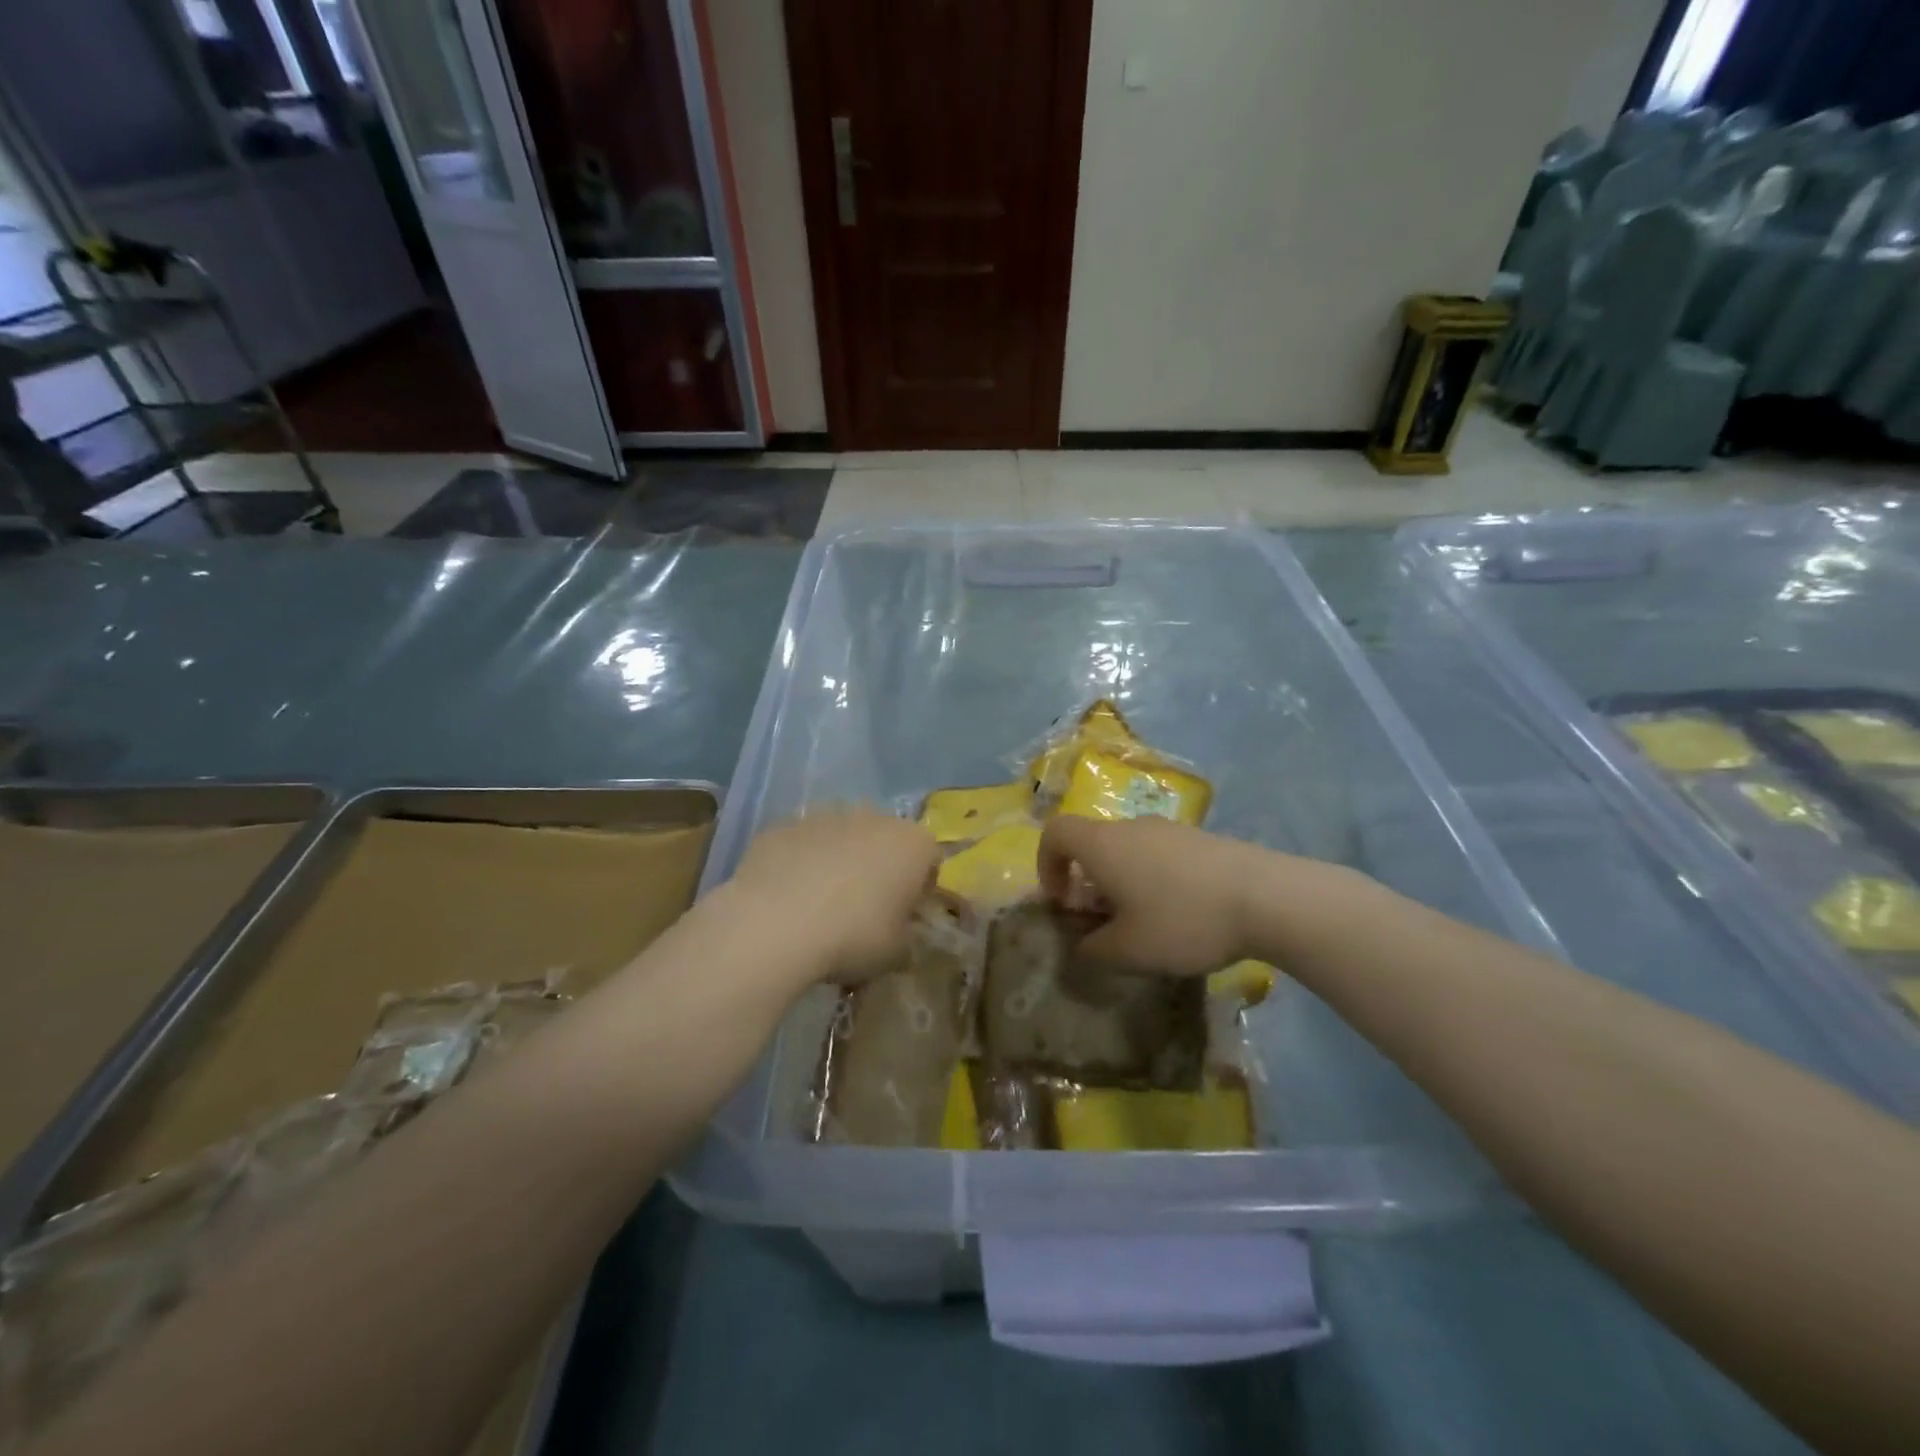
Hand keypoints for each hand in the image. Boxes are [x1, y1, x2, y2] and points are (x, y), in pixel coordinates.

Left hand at [723, 810, 939, 984]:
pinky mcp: (783, 825)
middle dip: (878, 869)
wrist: (775, 924)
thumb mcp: (896, 953)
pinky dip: (799, 864)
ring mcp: (824, 816)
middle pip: (884, 841)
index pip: (929, 860)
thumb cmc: (853, 936)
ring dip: (837, 862)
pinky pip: (801, 845)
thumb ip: (905, 936)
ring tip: (820, 907)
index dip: (919, 889)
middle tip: (863, 911)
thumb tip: (898, 932)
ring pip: (840, 838)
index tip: (904, 917)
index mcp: (912, 843)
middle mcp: (873, 817)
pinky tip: (786, 900)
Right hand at [1037, 814, 1262, 976]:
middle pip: (1093, 843)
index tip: (1062, 901)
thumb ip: (1093, 950)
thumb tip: (1083, 946)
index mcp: (1103, 845)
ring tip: (1145, 923)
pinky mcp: (1201, 839)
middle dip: (1088, 881)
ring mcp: (1170, 829)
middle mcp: (1131, 827)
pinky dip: (1155, 879)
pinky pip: (1161, 854)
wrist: (1266, 897)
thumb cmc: (1182, 920)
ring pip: (1129, 850)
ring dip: (1123, 882)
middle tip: (1104, 923)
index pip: (1055, 832)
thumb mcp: (1129, 951)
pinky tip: (1182, 914)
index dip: (1046, 864)